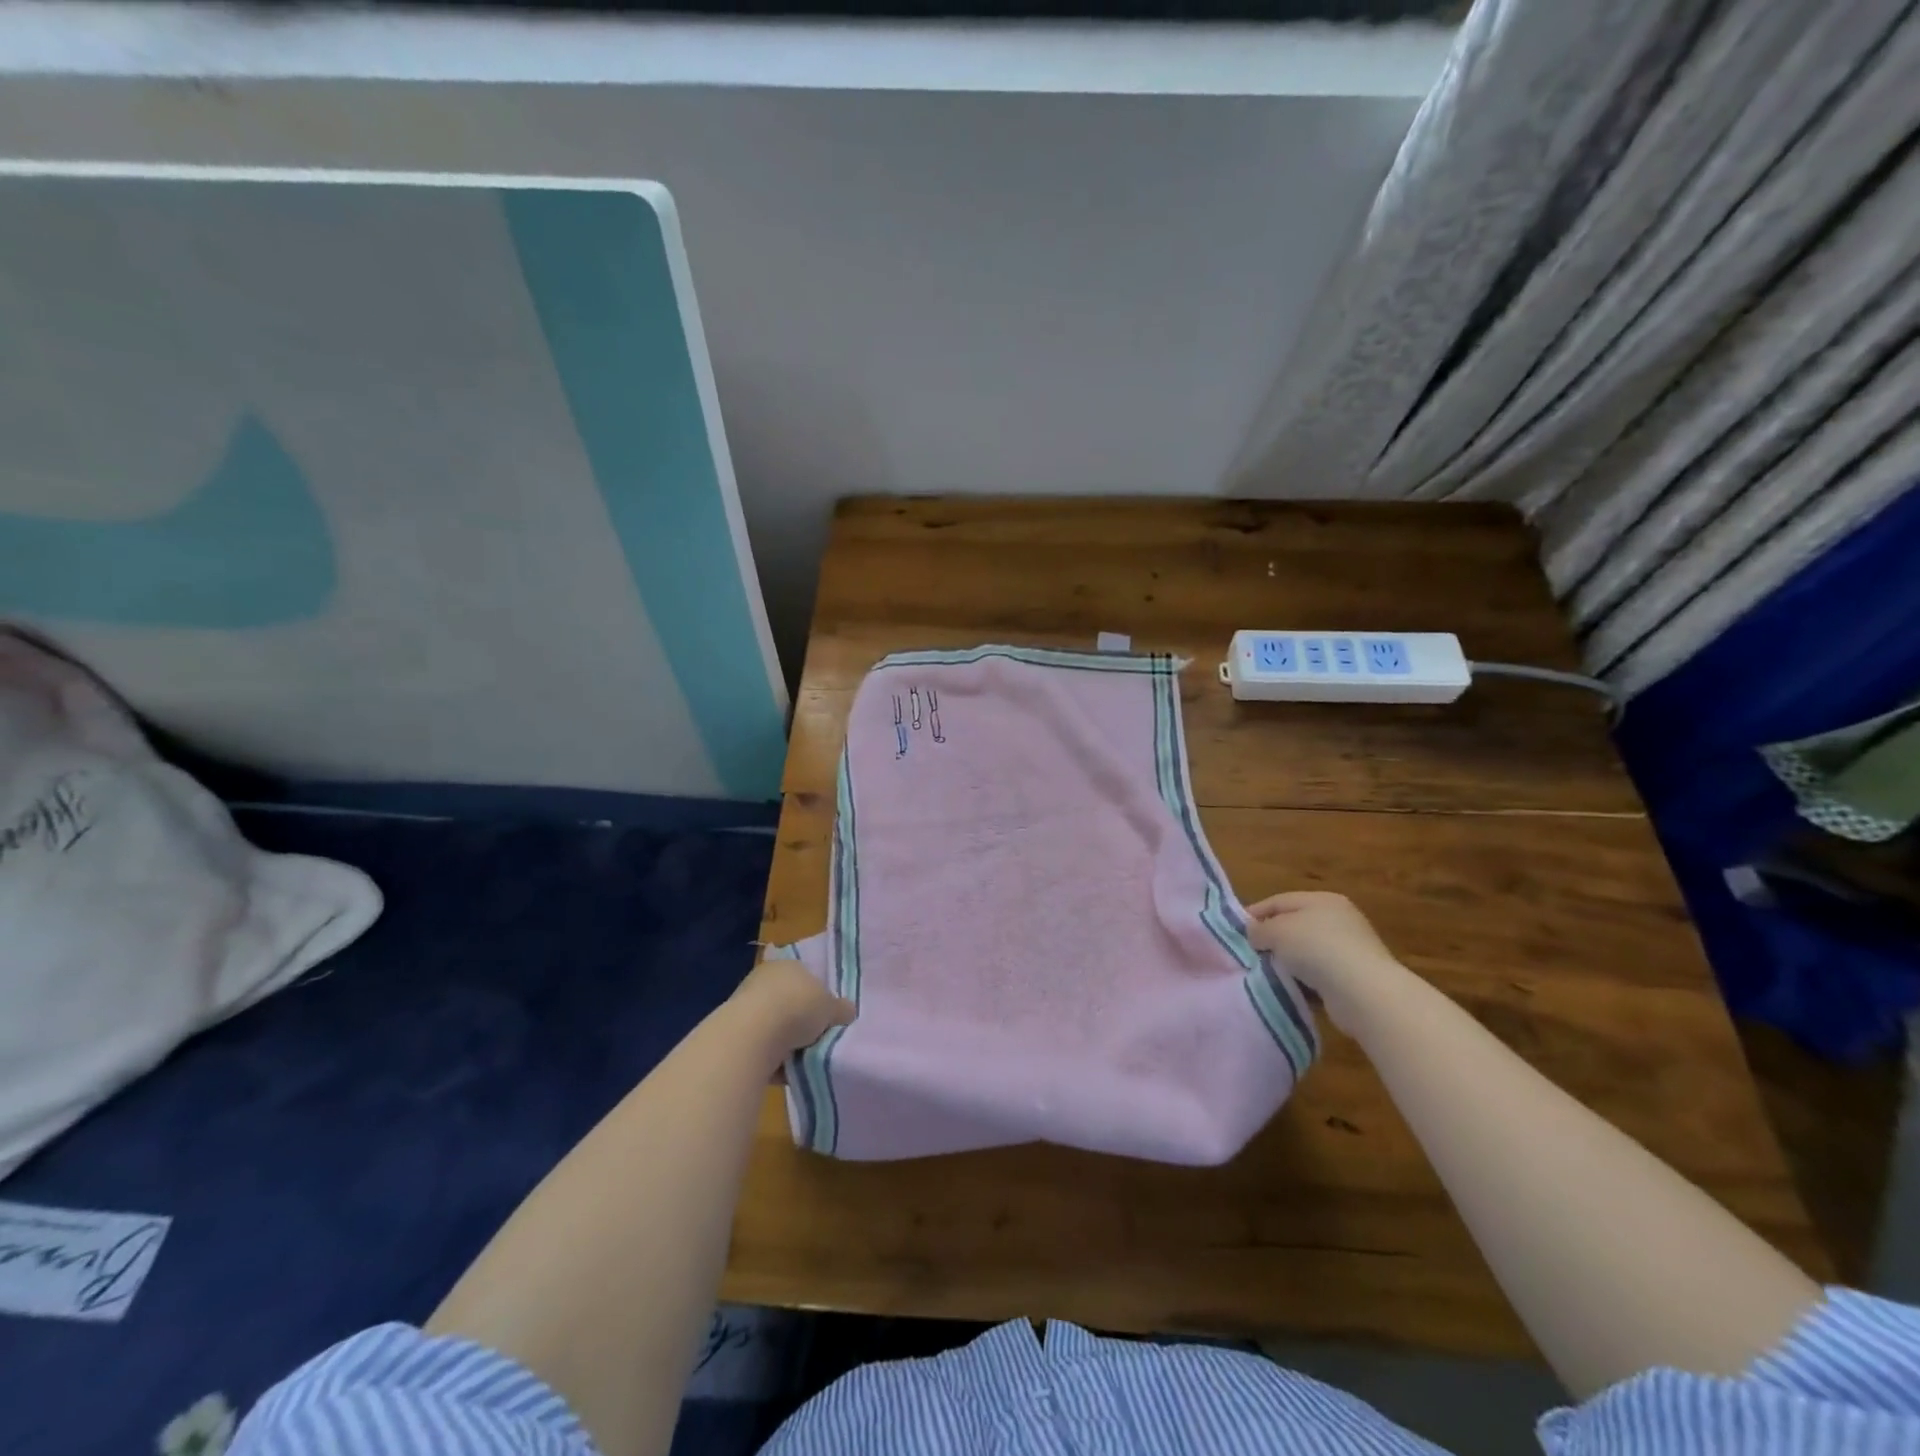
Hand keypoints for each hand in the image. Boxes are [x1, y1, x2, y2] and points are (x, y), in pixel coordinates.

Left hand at [732, 957, 856, 1062]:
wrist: (753, 1035)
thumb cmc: (798, 1008)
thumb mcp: (833, 1008)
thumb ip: (841, 1009)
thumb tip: (846, 1012)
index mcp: (788, 964)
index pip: (807, 978)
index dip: (819, 999)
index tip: (828, 1019)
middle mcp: (764, 979)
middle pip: (789, 1003)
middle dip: (801, 1022)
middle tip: (817, 1040)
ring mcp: (744, 1004)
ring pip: (774, 1026)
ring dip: (786, 1043)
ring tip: (801, 1059)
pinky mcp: (732, 1032)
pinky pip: (760, 1047)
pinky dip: (771, 1058)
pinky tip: (782, 1070)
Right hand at [1244, 891, 1406, 1032]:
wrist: (1364, 992)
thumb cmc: (1317, 948)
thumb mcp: (1277, 931)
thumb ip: (1260, 929)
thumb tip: (1254, 933)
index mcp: (1322, 900)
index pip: (1280, 901)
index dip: (1255, 913)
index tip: (1235, 930)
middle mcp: (1338, 919)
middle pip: (1293, 925)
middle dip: (1271, 939)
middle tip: (1249, 952)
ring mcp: (1349, 949)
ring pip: (1305, 952)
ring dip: (1286, 962)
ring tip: (1265, 973)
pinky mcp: (1353, 976)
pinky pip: (1318, 974)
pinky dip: (1303, 980)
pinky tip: (1289, 988)